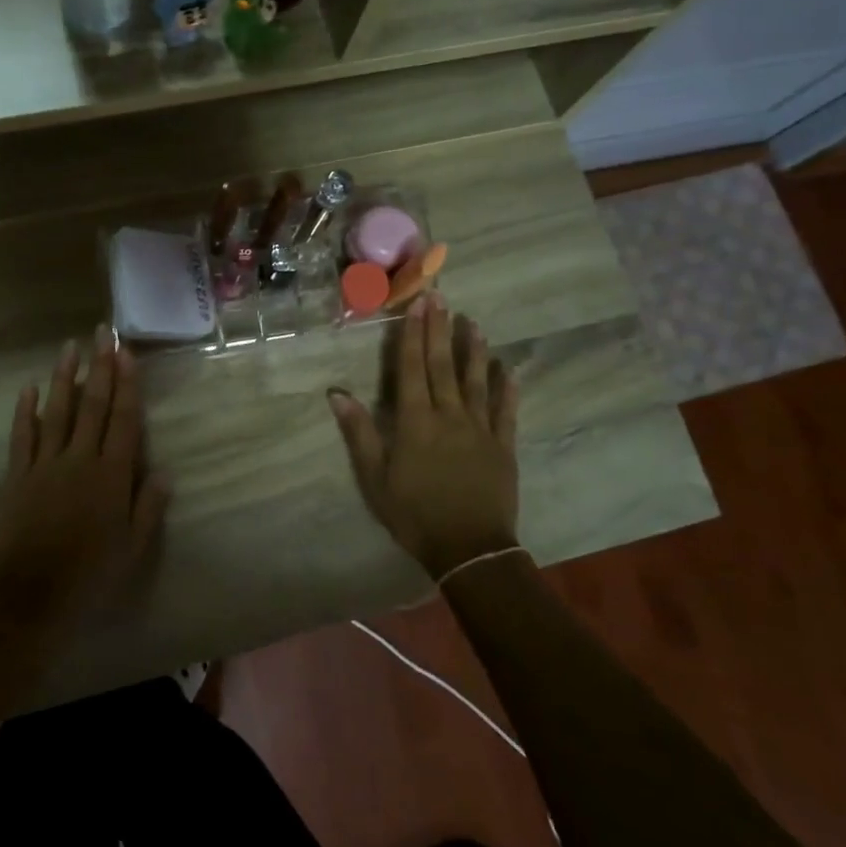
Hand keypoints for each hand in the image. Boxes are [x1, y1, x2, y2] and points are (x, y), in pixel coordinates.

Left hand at [0, 327, 170, 637]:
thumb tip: (165, 471)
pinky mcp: (17, 477)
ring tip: (69, 346)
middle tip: (102, 332)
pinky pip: (22, 437)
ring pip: (57, 411)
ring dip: (64, 377)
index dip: (127, 383)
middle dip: (99, 366)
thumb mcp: (134, 548)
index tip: (126, 352)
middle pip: (93, 405)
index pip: (124, 419)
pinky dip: (25, 411)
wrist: (32, 600)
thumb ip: (149, 506)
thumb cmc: (91, 576)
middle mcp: (80, 459)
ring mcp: (45, 465)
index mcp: (112, 475)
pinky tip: (28, 388)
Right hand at [328, 294, 521, 580]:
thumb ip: (359, 433)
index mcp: (415, 422)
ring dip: (474, 350)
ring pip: (476, 380)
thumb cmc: (414, 514)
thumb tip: (336, 393)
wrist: (468, 549)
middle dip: (440, 329)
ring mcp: (480, 429)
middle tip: (441, 297)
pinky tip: (509, 368)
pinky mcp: (503, 446)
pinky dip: (507, 388)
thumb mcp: (375, 478)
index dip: (412, 334)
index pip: (411, 368)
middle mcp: (449, 415)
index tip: (416, 304)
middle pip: (442, 366)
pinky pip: (505, 411)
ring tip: (473, 322)